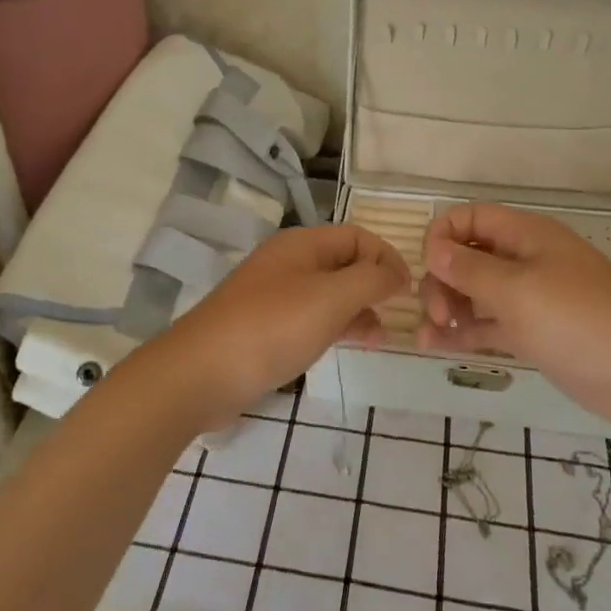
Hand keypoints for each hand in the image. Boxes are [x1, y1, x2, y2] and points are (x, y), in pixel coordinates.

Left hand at [156, 224, 410, 427]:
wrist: (201, 373)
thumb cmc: (272, 328)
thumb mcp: (331, 298)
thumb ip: (370, 280)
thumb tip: (394, 273)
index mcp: (302, 244)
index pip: (357, 236)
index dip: (387, 257)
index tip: (409, 291)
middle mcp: (288, 262)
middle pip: (343, 262)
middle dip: (374, 285)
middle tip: (397, 316)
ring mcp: (274, 295)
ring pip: (328, 292)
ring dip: (357, 309)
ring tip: (377, 338)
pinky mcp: (265, 326)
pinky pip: (310, 317)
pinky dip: (334, 326)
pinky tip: (345, 347)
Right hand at [416, 203, 610, 431]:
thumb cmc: (580, 319)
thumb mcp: (517, 290)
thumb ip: (469, 269)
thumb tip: (433, 249)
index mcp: (525, 235)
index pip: (470, 218)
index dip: (442, 236)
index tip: (429, 267)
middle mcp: (524, 261)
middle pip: (467, 256)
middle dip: (443, 279)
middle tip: (439, 313)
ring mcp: (529, 299)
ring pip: (474, 292)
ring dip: (447, 307)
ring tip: (429, 333)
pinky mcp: (534, 334)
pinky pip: (488, 325)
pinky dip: (463, 332)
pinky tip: (434, 346)